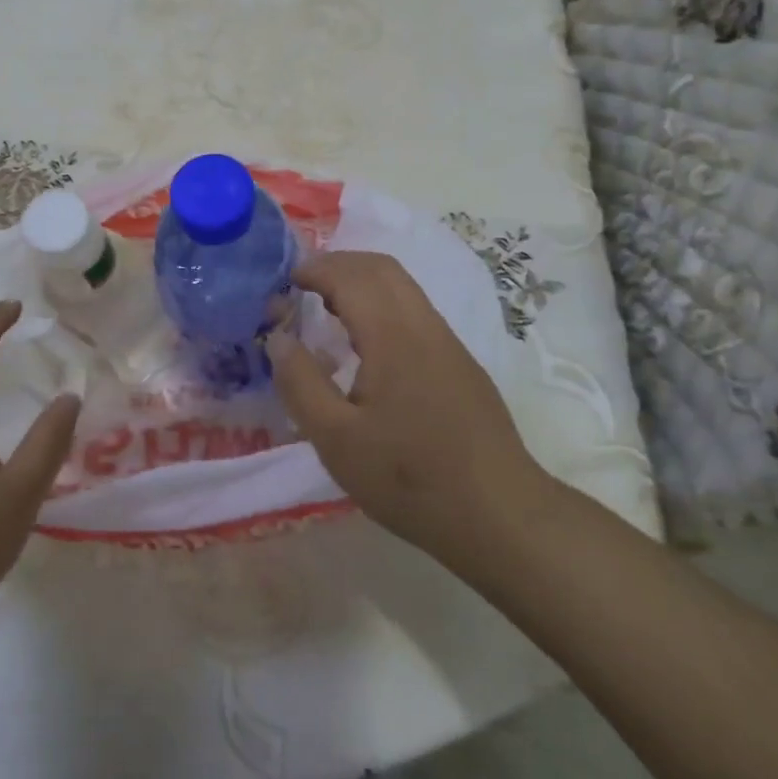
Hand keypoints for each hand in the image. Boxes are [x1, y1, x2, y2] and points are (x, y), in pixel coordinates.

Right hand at [267, 251, 557, 567]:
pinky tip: (365, 342)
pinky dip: (381, 303)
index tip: (283, 280)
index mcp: (393, 337)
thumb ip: (300, 383)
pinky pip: (415, 311)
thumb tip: (278, 338)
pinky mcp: (460, 364)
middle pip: (382, 268)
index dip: (315, 269)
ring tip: (326, 307)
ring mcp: (449, 344)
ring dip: (362, 282)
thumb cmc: (408, 478)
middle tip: (302, 283)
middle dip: (339, 264)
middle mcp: (425, 327)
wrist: (499, 514)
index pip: (351, 277)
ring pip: (403, 288)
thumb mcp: (336, 440)